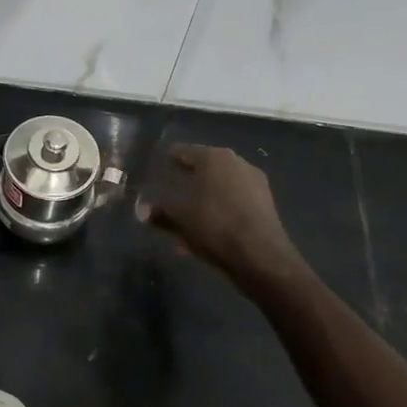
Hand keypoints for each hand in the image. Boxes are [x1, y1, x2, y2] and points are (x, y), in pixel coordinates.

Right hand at [136, 143, 300, 287]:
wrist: (260, 255)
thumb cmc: (214, 226)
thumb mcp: (180, 219)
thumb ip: (160, 212)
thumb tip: (141, 210)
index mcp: (214, 157)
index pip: (184, 151)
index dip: (168, 158)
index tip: (157, 165)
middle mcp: (237, 163)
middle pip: (204, 168)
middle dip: (186, 181)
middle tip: (169, 191)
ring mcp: (254, 183)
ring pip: (219, 188)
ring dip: (201, 201)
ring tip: (185, 220)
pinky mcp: (265, 204)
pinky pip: (232, 203)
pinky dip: (217, 212)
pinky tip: (205, 232)